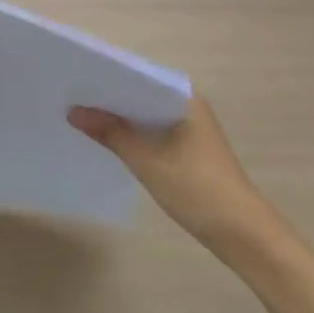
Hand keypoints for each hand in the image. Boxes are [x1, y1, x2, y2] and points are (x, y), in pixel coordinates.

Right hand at [69, 94, 282, 257]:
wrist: (243, 235)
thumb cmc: (196, 188)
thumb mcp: (146, 159)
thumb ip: (109, 131)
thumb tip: (73, 111)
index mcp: (184, 97)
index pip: (138, 76)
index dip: (107, 77)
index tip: (75, 78)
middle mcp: (188, 105)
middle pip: (140, 95)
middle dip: (109, 99)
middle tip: (70, 96)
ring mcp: (190, 129)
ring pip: (146, 116)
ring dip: (120, 120)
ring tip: (81, 117)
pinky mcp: (189, 151)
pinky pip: (153, 133)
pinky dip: (133, 136)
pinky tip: (108, 142)